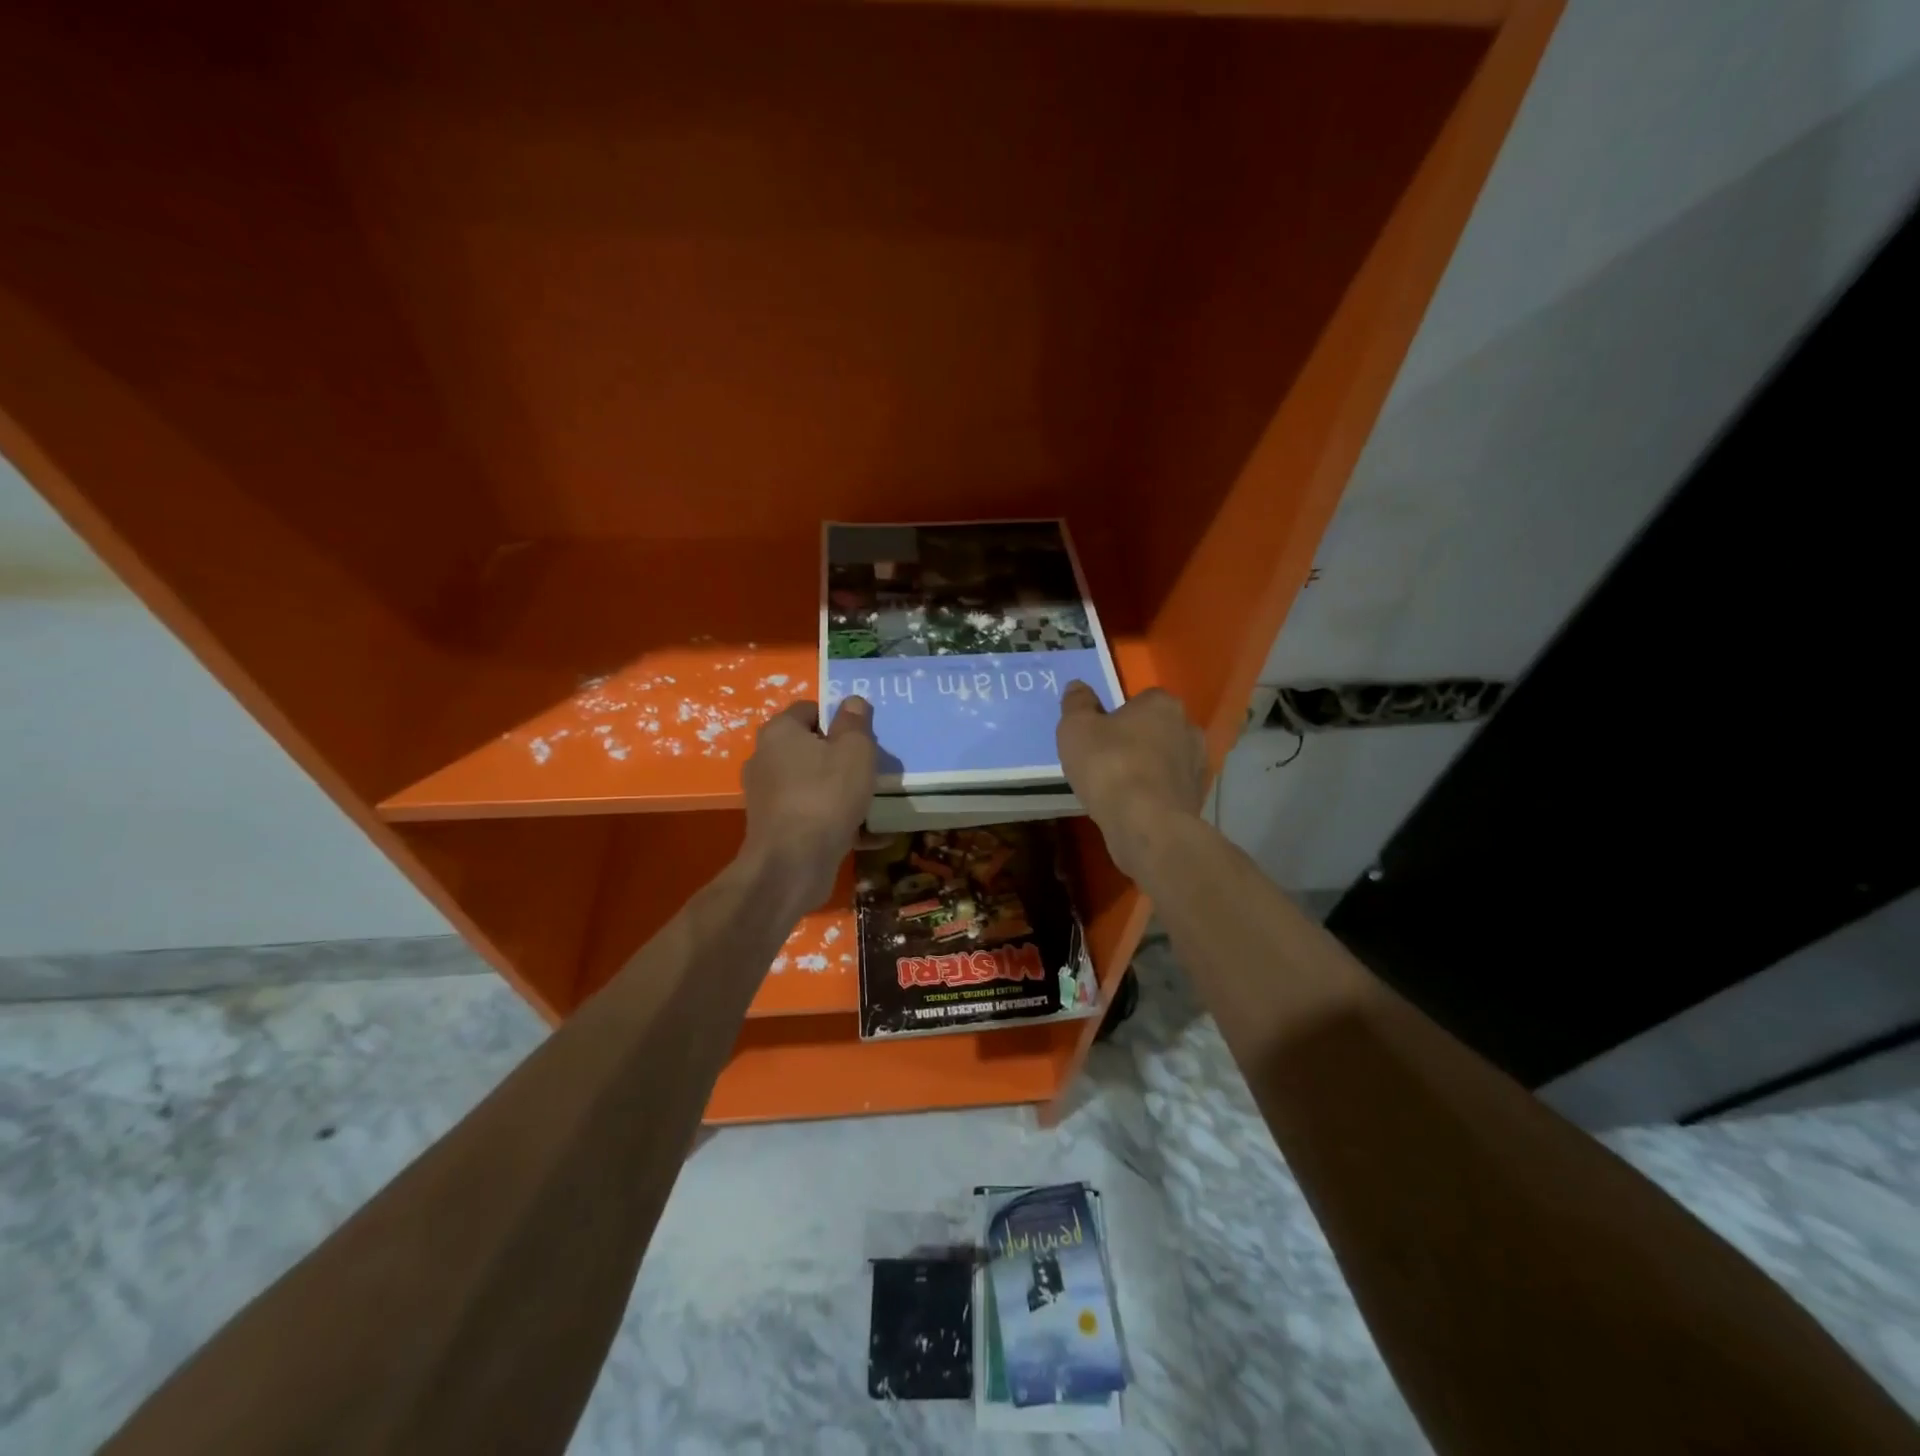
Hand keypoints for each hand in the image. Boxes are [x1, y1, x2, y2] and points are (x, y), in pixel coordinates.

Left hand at [741, 696, 876, 905]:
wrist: (792, 864)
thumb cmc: (826, 795)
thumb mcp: (854, 750)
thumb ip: (855, 722)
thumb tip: (852, 701)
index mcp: (780, 732)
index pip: (809, 709)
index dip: (839, 717)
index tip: (864, 736)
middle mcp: (766, 759)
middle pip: (811, 748)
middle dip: (842, 757)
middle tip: (872, 769)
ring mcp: (768, 797)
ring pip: (813, 784)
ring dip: (842, 791)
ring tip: (875, 803)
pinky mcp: (775, 828)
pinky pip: (813, 815)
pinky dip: (838, 821)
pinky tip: (870, 836)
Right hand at [1057, 683, 1207, 881]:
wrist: (1146, 824)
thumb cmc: (1109, 766)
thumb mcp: (1077, 728)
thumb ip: (1077, 703)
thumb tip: (1078, 686)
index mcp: (1162, 703)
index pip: (1141, 698)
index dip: (1118, 714)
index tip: (1100, 732)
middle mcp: (1188, 728)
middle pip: (1156, 728)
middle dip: (1136, 739)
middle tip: (1106, 758)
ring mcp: (1197, 765)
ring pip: (1165, 759)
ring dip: (1146, 767)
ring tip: (1117, 786)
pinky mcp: (1196, 797)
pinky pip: (1168, 787)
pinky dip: (1154, 793)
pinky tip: (1132, 806)